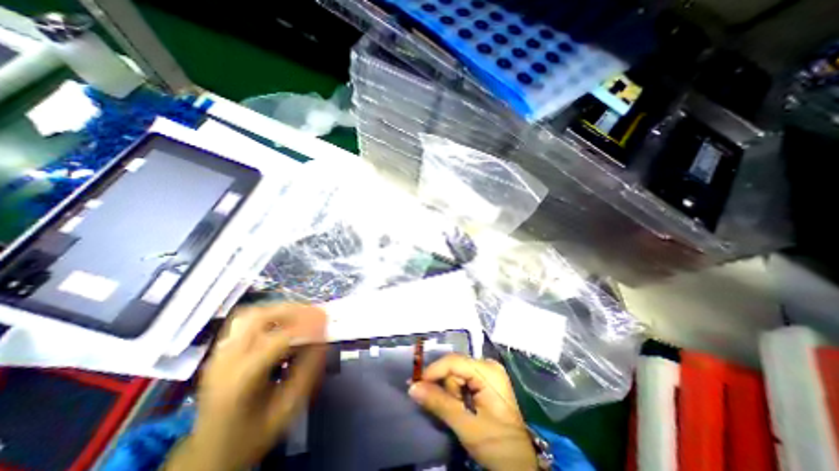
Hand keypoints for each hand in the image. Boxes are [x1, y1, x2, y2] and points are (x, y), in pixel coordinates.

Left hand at [164, 303, 326, 468]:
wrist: (210, 454)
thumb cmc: (253, 434)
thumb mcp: (288, 407)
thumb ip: (308, 371)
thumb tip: (323, 338)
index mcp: (241, 381)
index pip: (278, 340)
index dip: (306, 326)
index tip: (326, 321)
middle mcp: (225, 361)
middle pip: (260, 318)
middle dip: (293, 311)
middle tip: (315, 314)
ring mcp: (219, 354)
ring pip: (251, 314)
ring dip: (280, 310)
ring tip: (300, 316)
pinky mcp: (220, 351)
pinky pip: (245, 321)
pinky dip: (268, 315)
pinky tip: (281, 324)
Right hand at [408, 354, 536, 470]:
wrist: (518, 463)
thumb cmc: (496, 444)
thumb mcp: (465, 424)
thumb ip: (438, 402)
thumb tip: (413, 387)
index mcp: (488, 371)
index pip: (454, 362)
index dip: (433, 371)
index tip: (415, 384)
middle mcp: (488, 365)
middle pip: (454, 366)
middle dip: (446, 387)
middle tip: (450, 408)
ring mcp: (488, 371)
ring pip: (456, 373)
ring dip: (451, 391)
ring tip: (459, 411)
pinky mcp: (486, 380)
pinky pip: (462, 379)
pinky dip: (456, 392)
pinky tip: (461, 405)